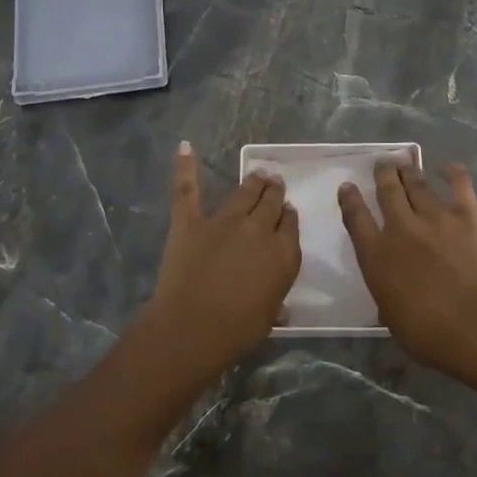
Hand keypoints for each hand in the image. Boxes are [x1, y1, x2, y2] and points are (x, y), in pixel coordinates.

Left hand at [139, 142, 300, 378]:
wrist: (194, 326)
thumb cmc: (237, 329)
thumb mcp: (269, 316)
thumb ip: (275, 300)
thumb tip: (281, 305)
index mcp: (283, 252)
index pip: (291, 225)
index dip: (289, 216)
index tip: (287, 211)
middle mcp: (258, 228)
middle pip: (271, 202)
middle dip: (275, 191)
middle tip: (275, 183)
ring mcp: (223, 220)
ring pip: (243, 192)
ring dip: (253, 182)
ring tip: (259, 174)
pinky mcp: (190, 221)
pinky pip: (187, 189)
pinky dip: (185, 167)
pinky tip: (185, 147)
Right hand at [339, 162, 476, 377]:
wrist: (474, 325)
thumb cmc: (427, 333)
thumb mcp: (390, 315)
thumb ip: (387, 292)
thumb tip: (391, 290)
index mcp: (376, 254)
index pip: (356, 218)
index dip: (350, 199)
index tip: (347, 186)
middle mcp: (400, 227)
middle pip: (387, 191)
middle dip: (383, 174)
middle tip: (382, 164)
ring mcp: (435, 217)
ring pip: (417, 184)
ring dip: (409, 171)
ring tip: (404, 163)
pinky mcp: (467, 215)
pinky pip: (458, 184)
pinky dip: (452, 172)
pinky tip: (446, 167)